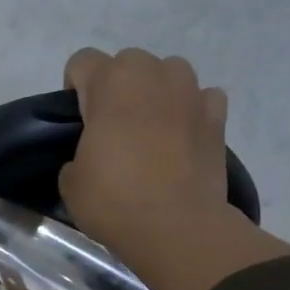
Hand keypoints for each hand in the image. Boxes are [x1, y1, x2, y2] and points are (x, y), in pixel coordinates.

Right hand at [60, 47, 289, 289]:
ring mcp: (191, 91)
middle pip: (127, 62)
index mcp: (110, 83)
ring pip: (168, 73)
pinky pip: (201, 98)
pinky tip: (182, 138)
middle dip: (118, 87)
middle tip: (113, 128)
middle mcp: (152, 74)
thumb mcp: (71, 181)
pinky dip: (191, 111)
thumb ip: (77, 153)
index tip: (78, 121)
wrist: (176, 227)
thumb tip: (92, 156)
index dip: (74, 89)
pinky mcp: (218, 115)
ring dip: (156, 93)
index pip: (82, 62)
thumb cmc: (114, 200)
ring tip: (151, 130)